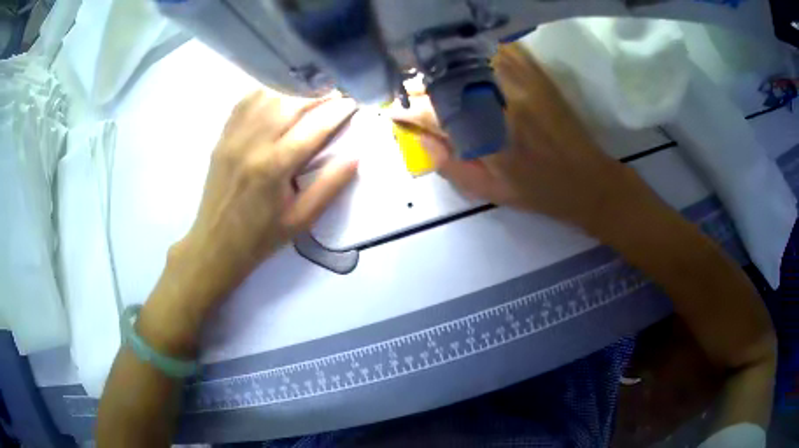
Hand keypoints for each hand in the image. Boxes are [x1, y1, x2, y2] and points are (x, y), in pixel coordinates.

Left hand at [168, 90, 357, 312]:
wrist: (215, 245)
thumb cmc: (261, 237)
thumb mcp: (301, 220)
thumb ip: (329, 186)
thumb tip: (355, 156)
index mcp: (274, 168)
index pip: (313, 127)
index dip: (337, 112)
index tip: (352, 104)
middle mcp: (252, 145)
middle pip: (290, 104)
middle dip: (318, 96)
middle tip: (335, 98)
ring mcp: (233, 138)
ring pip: (267, 96)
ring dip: (293, 92)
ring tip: (309, 98)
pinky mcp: (222, 137)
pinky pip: (244, 103)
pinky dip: (265, 93)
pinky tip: (278, 98)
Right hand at [392, 44, 652, 233]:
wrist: (587, 179)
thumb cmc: (537, 190)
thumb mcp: (489, 191)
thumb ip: (450, 165)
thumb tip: (419, 138)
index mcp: (487, 134)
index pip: (432, 111)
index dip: (407, 110)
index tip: (392, 111)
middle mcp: (500, 100)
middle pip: (446, 78)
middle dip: (419, 84)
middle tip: (410, 93)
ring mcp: (519, 81)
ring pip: (468, 57)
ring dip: (443, 64)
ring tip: (432, 74)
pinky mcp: (534, 72)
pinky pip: (498, 49)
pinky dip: (474, 51)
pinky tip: (465, 60)